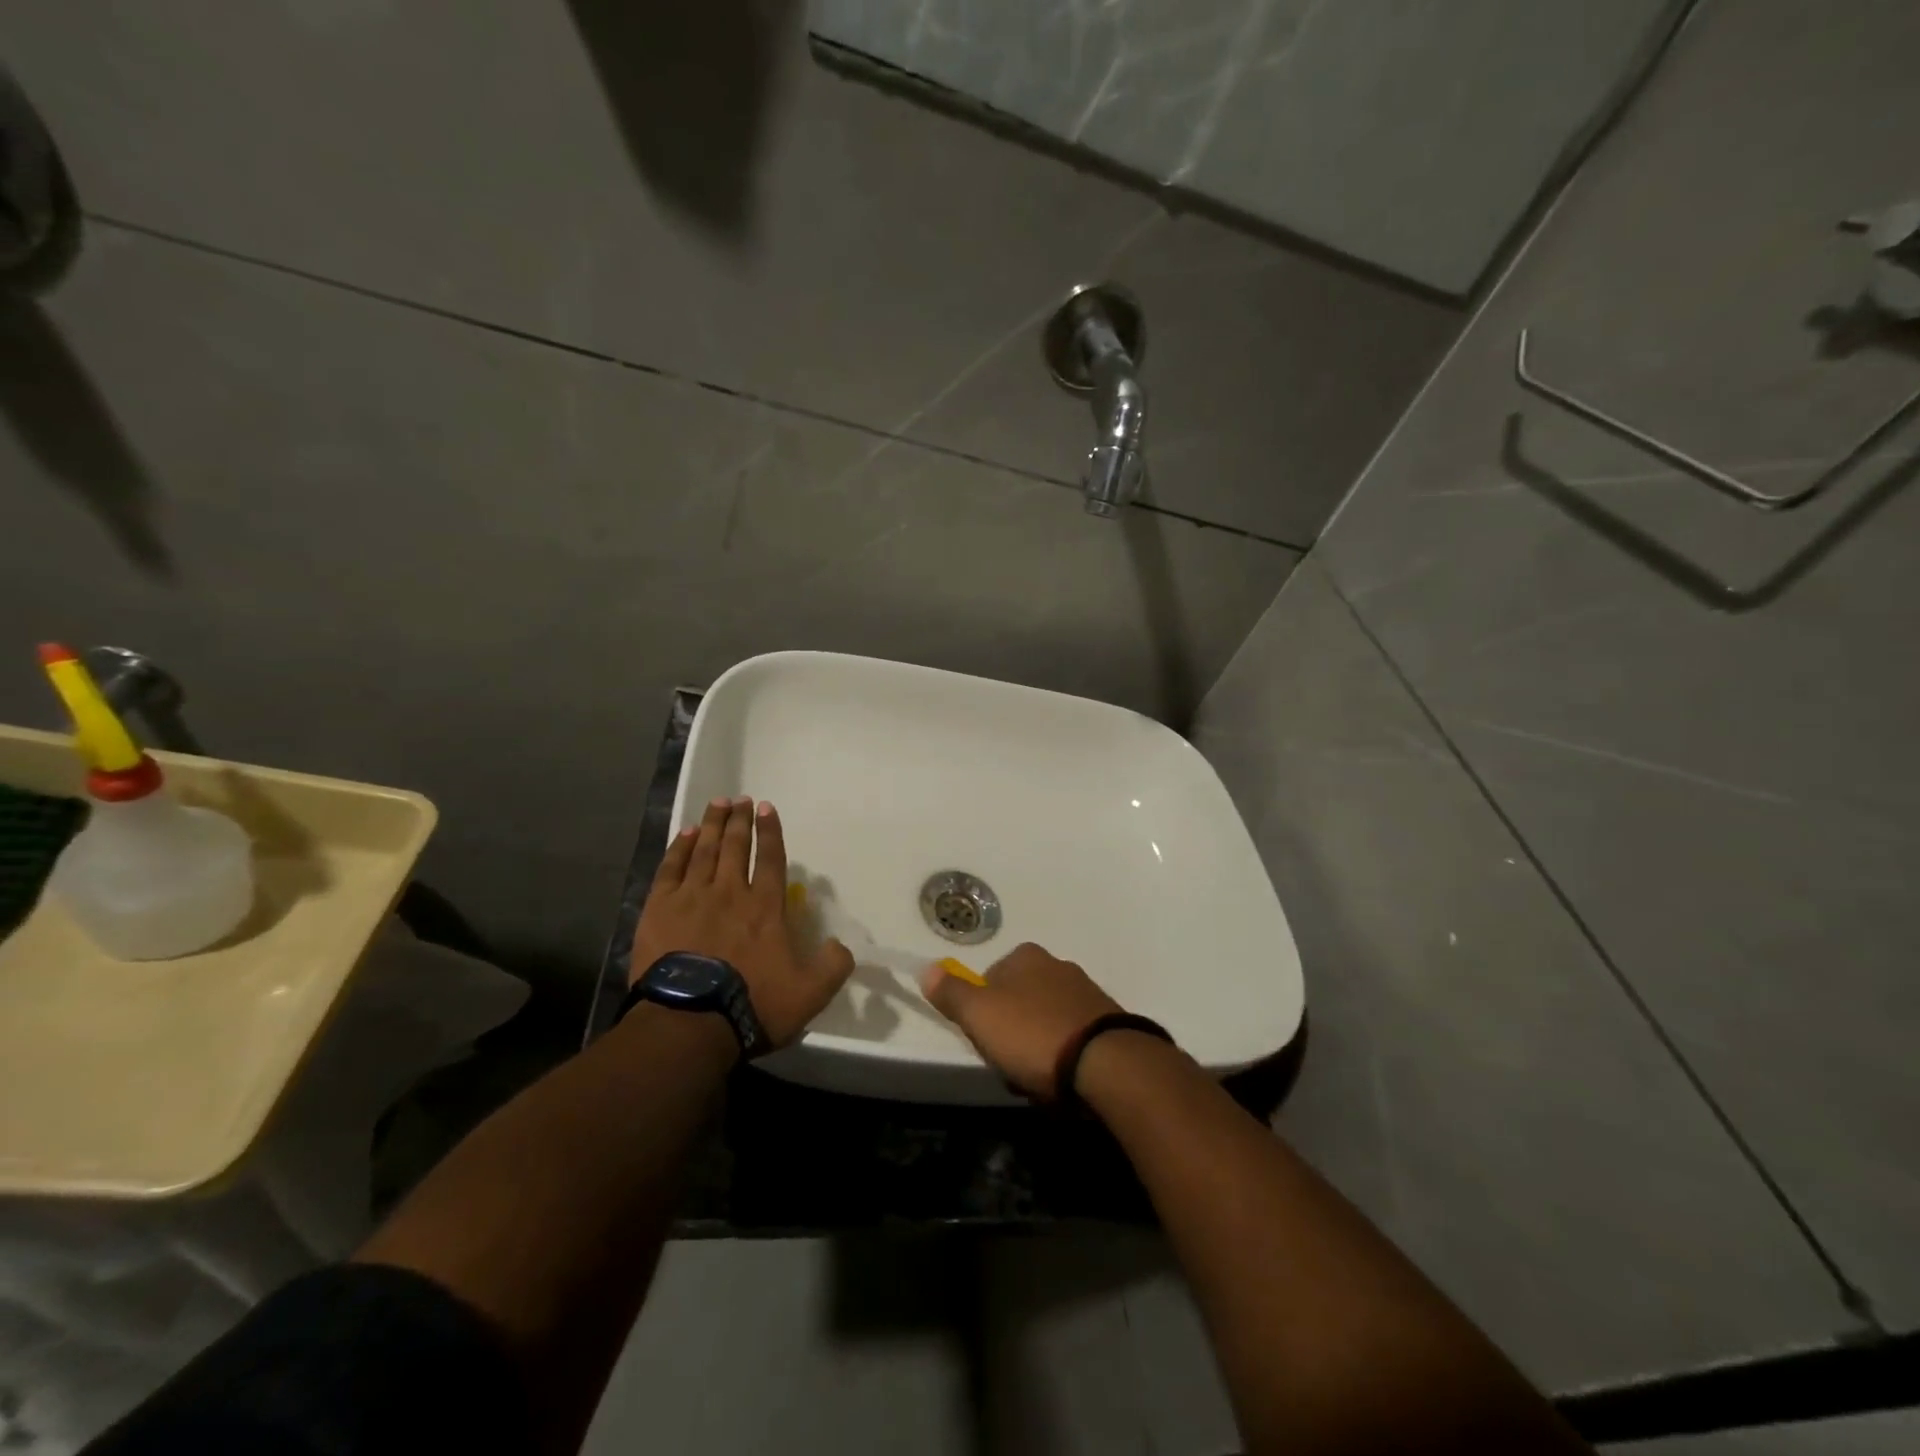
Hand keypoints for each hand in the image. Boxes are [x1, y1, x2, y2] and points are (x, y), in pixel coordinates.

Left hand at [632, 797, 854, 1048]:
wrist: (689, 1021)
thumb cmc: (752, 1004)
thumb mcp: (810, 993)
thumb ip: (832, 966)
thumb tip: (841, 946)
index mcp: (766, 907)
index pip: (770, 859)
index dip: (770, 832)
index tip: (767, 809)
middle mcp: (730, 892)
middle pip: (735, 846)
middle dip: (739, 820)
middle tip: (741, 799)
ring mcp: (693, 897)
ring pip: (704, 850)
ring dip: (712, 824)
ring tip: (718, 804)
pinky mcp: (660, 909)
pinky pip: (671, 868)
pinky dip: (679, 848)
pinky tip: (684, 834)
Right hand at [917, 942, 1123, 1098]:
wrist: (1106, 1064)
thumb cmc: (1033, 1034)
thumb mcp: (979, 1015)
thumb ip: (951, 993)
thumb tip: (927, 968)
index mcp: (1027, 956)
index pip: (990, 979)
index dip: (981, 1012)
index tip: (984, 1041)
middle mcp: (1058, 965)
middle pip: (1018, 1001)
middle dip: (1011, 1033)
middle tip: (1010, 1065)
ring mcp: (1087, 993)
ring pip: (1045, 1022)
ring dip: (1037, 1049)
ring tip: (1038, 1081)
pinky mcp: (1109, 1023)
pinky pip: (1073, 1039)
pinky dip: (1064, 1058)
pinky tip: (1063, 1082)